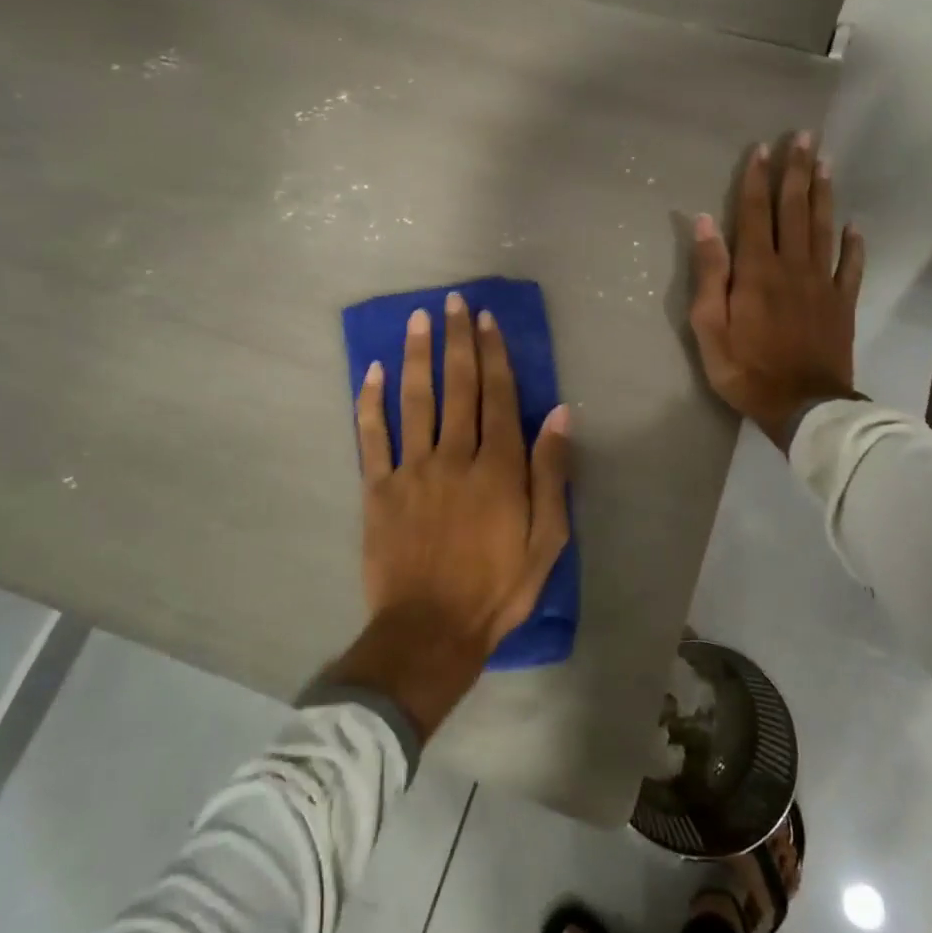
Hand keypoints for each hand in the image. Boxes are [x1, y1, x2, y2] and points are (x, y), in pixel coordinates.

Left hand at [327, 292, 571, 738]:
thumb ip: (551, 473)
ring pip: (416, 400)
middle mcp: (455, 456)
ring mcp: (412, 469)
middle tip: (455, 302)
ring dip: (419, 355)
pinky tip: (374, 371)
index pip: (499, 397)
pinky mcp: (378, 488)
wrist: (430, 630)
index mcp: (498, 468)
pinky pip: (372, 436)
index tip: (488, 320)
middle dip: (458, 340)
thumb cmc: (497, 587)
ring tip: (419, 319)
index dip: (494, 354)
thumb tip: (559, 413)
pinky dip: (371, 401)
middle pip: (458, 387)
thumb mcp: (547, 539)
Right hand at [689, 131, 864, 449]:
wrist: (803, 406)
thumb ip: (709, 274)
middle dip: (796, 172)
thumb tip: (704, 223)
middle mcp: (792, 267)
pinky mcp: (842, 304)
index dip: (757, 180)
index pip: (755, 214)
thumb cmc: (746, 370)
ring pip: (823, 229)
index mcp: (757, 271)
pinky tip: (855, 225)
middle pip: (794, 210)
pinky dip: (854, 244)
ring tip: (825, 163)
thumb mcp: (709, 328)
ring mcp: (822, 284)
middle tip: (803, 137)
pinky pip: (851, 266)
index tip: (762, 149)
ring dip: (823, 194)